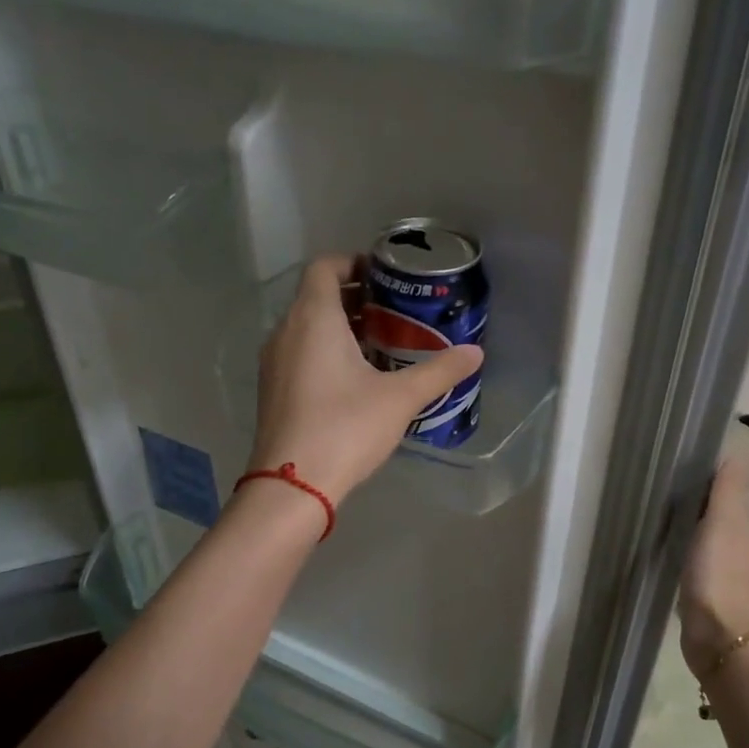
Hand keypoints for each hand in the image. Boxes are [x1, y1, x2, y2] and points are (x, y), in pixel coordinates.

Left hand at [248, 255, 483, 505]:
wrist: (293, 485)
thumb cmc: (346, 428)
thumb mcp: (400, 398)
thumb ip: (439, 371)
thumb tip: (475, 353)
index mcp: (313, 319)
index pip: (324, 266)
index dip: (353, 262)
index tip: (385, 276)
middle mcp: (285, 332)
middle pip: (317, 297)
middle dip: (355, 298)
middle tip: (395, 311)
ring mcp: (274, 363)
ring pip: (307, 327)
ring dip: (341, 327)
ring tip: (383, 344)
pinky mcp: (273, 390)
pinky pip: (300, 354)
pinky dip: (326, 352)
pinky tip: (357, 379)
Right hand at [678, 457, 748, 670]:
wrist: (714, 632)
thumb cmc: (716, 573)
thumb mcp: (722, 522)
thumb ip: (726, 490)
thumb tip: (735, 453)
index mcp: (742, 524)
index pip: (727, 488)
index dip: (708, 472)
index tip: (680, 460)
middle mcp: (735, 541)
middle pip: (715, 508)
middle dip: (695, 494)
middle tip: (661, 481)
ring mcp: (719, 564)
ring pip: (703, 530)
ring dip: (687, 519)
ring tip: (658, 506)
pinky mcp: (702, 582)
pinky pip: (691, 552)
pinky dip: (681, 542)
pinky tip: (663, 540)